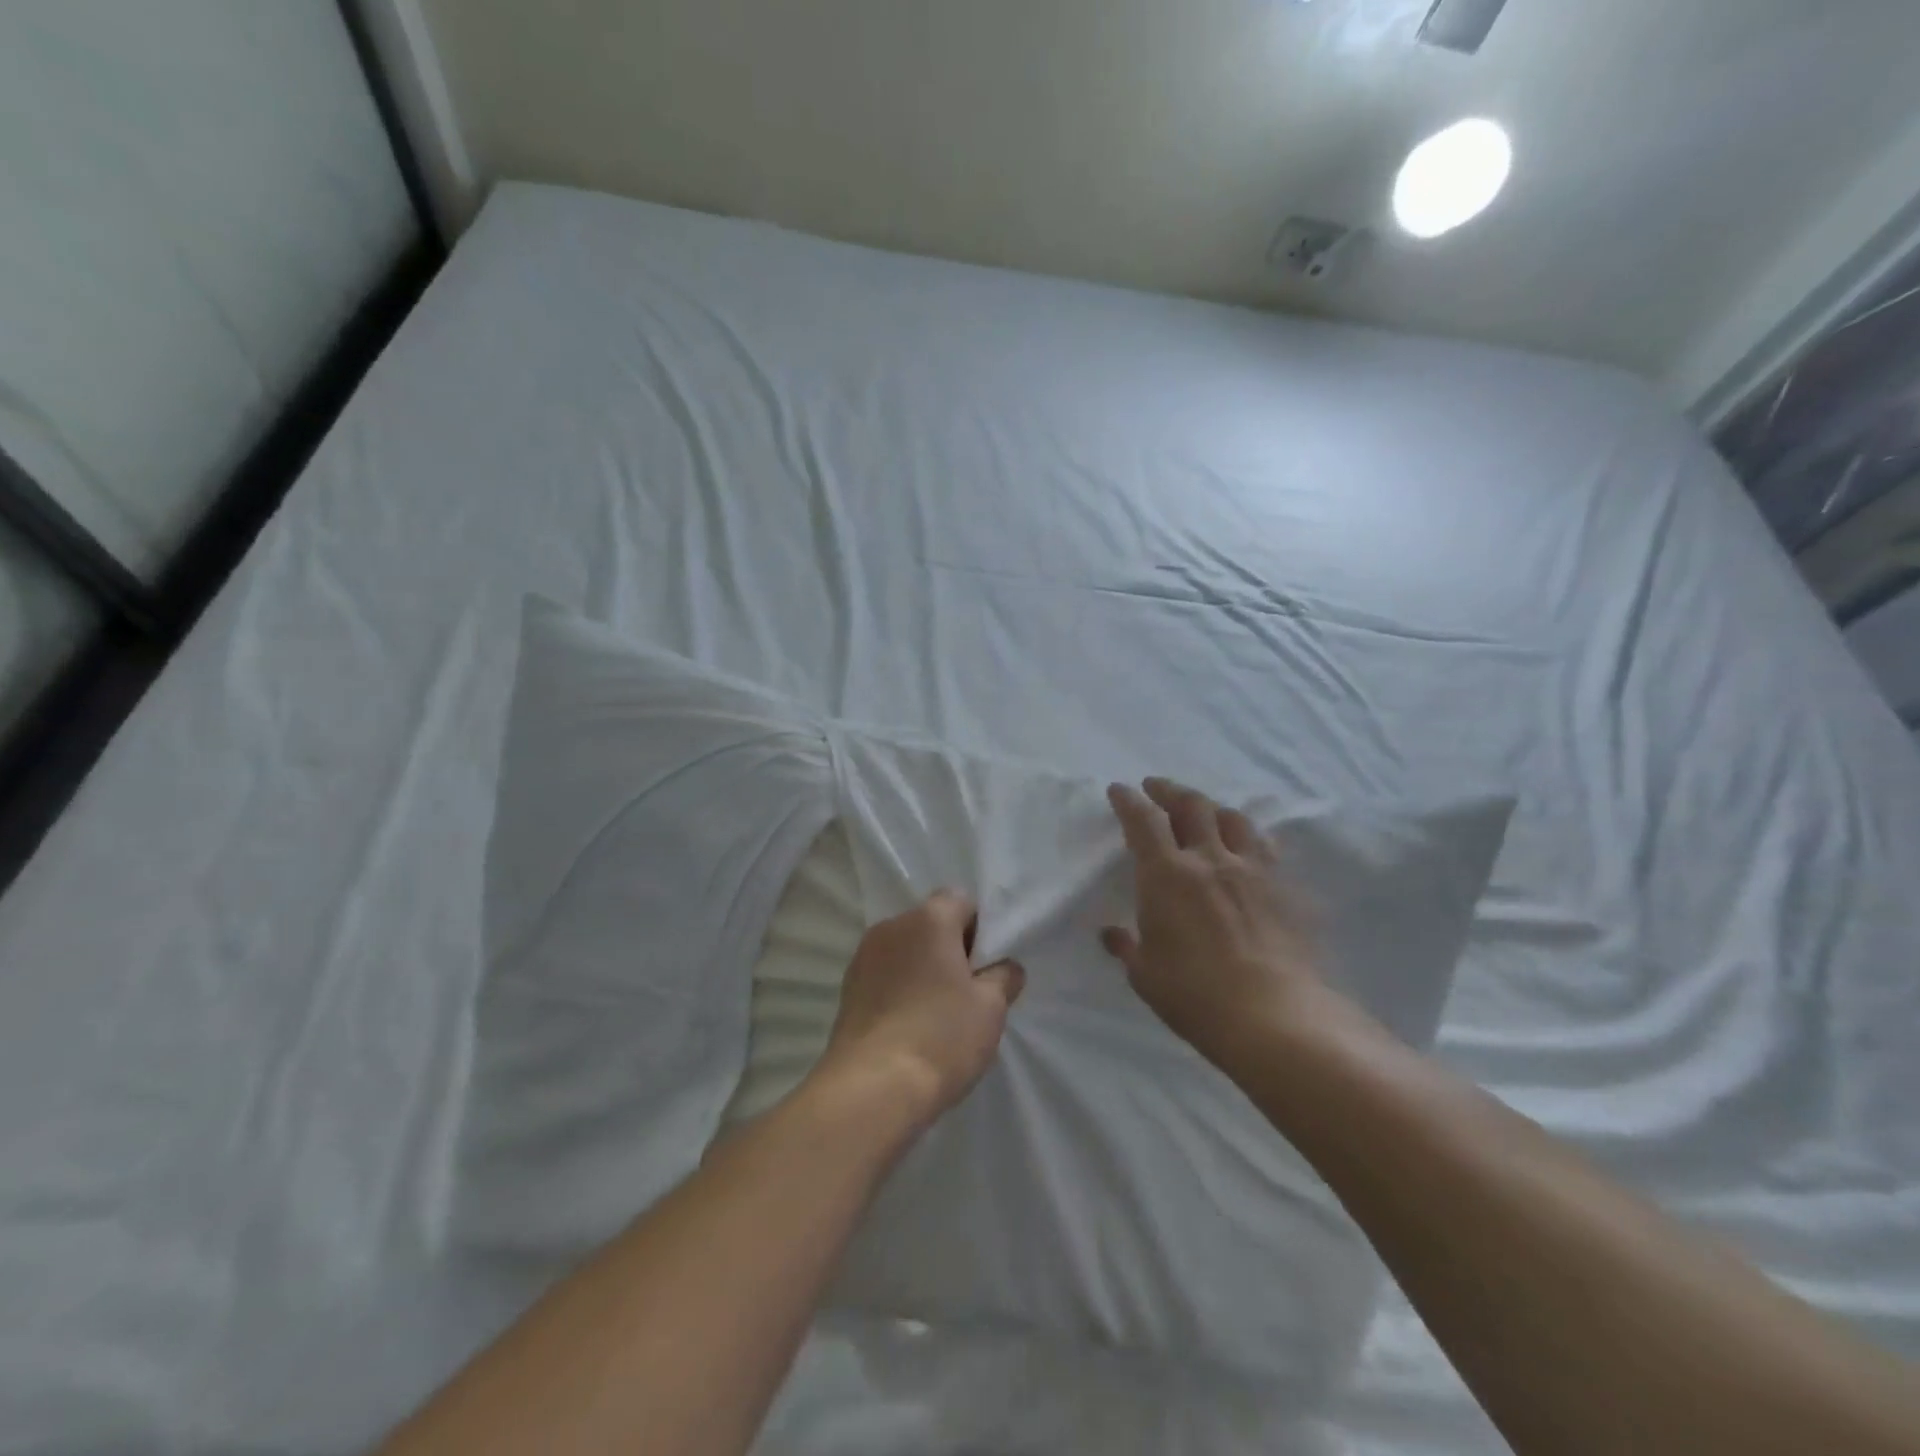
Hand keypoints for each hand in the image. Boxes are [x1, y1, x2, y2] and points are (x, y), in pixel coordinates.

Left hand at [816, 890, 1024, 1127]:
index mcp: (928, 919)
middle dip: (951, 948)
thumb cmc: (941, 1037)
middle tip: (968, 992)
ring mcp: (863, 957)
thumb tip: (1005, 967)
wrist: (872, 1088)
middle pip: (930, 923)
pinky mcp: (847, 988)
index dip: (979, 928)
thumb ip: (1003, 976)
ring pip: (905, 950)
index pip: (960, 900)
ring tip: (937, 1014)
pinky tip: (910, 1026)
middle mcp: (891, 926)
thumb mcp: (991, 1008)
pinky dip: (900, 988)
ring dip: (923, 969)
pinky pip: (884, 975)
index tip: (986, 965)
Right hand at [1102, 778, 1332, 1071]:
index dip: (1129, 800)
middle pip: (1191, 805)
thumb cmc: (1195, 995)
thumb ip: (1128, 947)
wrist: (1274, 1015)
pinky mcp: (1284, 887)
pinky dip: (1247, 836)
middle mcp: (1209, 858)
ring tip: (1202, 810)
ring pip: (1232, 818)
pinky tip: (1246, 845)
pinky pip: (1264, 846)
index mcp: (1167, 874)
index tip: (1119, 790)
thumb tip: (1112, 934)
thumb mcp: (1145, 975)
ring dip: (1211, 807)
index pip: (1143, 820)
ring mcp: (1252, 869)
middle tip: (1156, 787)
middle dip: (1169, 790)